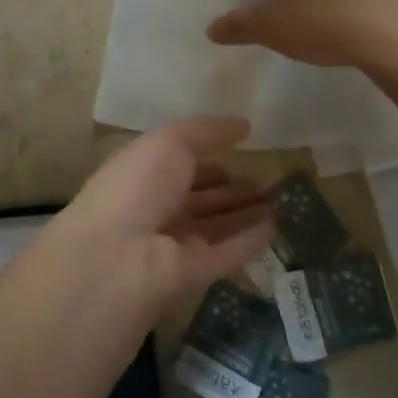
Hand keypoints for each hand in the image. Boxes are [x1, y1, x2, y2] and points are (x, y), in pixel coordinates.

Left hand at [41, 117, 273, 313]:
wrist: (118, 255)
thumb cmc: (137, 185)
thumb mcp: (170, 143)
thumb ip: (206, 131)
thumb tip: (244, 124)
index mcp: (142, 174)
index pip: (179, 165)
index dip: (207, 158)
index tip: (241, 150)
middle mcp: (157, 208)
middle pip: (200, 198)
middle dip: (230, 189)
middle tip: (267, 180)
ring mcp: (175, 243)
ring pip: (216, 226)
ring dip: (245, 214)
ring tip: (279, 200)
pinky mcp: (194, 273)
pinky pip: (228, 253)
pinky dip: (250, 241)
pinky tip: (275, 227)